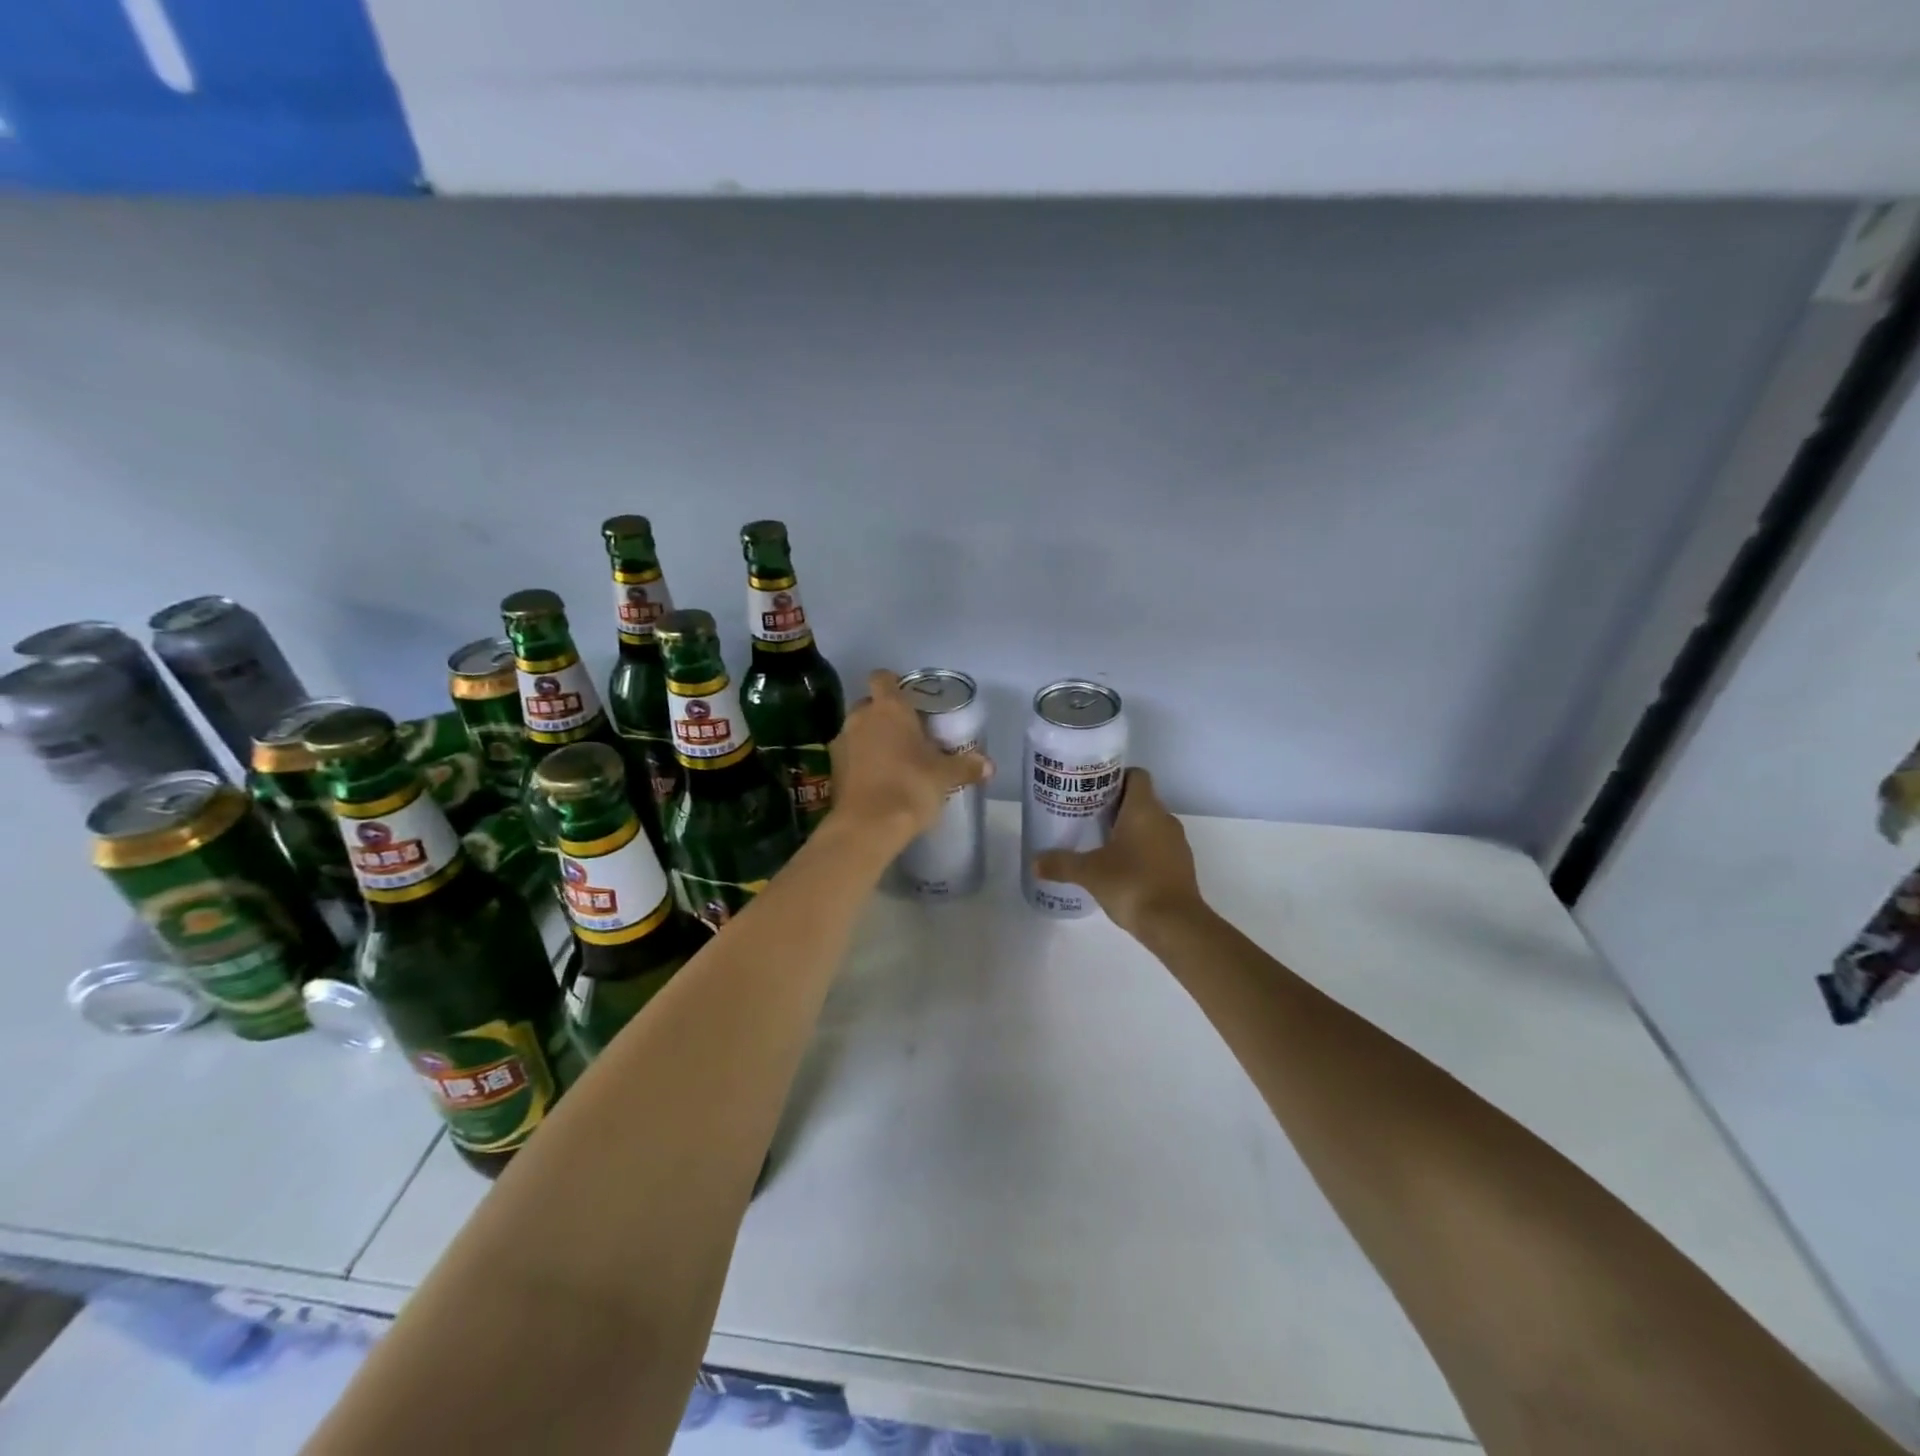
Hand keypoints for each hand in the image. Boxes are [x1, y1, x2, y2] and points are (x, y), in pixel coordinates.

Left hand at [830, 670, 991, 849]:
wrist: (868, 826)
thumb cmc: (911, 786)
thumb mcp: (945, 776)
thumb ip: (966, 766)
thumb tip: (989, 766)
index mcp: (889, 707)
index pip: (882, 677)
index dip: (894, 683)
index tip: (910, 698)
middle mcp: (861, 717)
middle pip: (870, 703)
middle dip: (884, 714)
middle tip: (907, 732)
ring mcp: (842, 741)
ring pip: (858, 729)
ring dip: (871, 738)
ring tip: (894, 758)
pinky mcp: (833, 768)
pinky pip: (850, 754)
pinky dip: (861, 760)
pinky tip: (878, 779)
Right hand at [1034, 768, 1203, 938]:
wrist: (1176, 924)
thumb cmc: (1132, 884)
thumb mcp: (1089, 873)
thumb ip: (1061, 864)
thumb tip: (1034, 862)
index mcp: (1144, 809)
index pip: (1136, 775)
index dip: (1117, 777)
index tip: (1094, 789)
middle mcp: (1164, 819)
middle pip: (1141, 800)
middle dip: (1117, 806)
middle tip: (1088, 816)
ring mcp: (1177, 843)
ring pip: (1151, 825)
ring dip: (1130, 830)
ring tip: (1102, 843)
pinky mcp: (1182, 866)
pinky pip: (1159, 848)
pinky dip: (1142, 851)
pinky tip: (1122, 868)